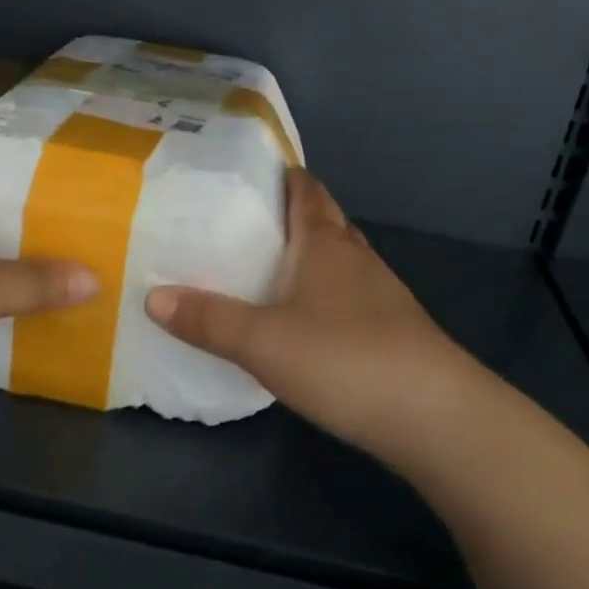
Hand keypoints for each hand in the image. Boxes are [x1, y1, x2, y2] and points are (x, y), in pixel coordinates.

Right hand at [145, 170, 474, 462]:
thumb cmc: (344, 358)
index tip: (255, 171)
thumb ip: (207, 320)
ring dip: (312, 256)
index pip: (307, 191)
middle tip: (250, 220)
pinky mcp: (394, 332)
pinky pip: (352, 297)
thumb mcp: (261, 341)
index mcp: (325, 244)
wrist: (436, 416)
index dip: (285, 176)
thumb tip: (152, 297)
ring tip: (272, 267)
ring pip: (342, 260)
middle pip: (326, 221)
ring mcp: (382, 295)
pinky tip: (308, 322)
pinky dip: (327, 295)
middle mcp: (357, 259)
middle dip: (294, 214)